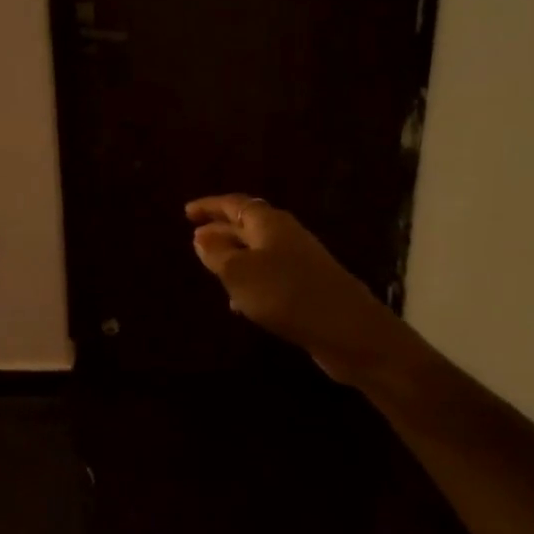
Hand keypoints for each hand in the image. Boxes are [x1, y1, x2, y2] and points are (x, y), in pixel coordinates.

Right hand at [186, 195, 392, 385]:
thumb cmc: (285, 293)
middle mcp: (285, 235)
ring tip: (211, 268)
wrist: (346, 329)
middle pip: (247, 224)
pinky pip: (269, 275)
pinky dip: (249, 281)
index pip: (234, 204)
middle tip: (195, 237)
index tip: (187, 212)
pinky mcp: (306, 286)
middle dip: (221, 229)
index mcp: (268, 222)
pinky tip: (239, 303)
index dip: (209, 206)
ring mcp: (299, 261)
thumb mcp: (239, 272)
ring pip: (258, 251)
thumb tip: (201, 234)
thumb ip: (216, 252)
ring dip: (234, 257)